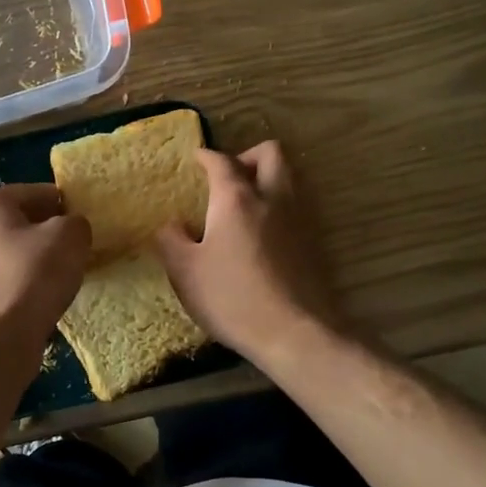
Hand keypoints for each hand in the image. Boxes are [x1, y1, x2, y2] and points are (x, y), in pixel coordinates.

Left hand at [0, 184, 90, 345]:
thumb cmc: (31, 275)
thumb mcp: (69, 237)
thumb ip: (76, 223)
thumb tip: (71, 230)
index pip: (38, 192)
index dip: (67, 205)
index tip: (87, 224)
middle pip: (25, 222)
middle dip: (53, 233)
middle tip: (80, 249)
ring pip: (19, 253)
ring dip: (43, 261)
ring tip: (67, 276)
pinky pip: (13, 279)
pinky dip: (31, 285)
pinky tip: (48, 298)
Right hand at [154, 142, 341, 361]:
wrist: (294, 333)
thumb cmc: (232, 298)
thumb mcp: (185, 272)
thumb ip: (171, 241)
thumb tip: (171, 224)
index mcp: (236, 199)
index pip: (221, 161)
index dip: (207, 156)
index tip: (196, 158)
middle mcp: (272, 198)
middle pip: (269, 154)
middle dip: (247, 155)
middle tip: (228, 177)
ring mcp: (298, 219)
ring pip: (288, 178)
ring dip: (267, 179)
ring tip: (244, 204)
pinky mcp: (314, 243)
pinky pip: (296, 208)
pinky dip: (278, 207)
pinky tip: (262, 234)